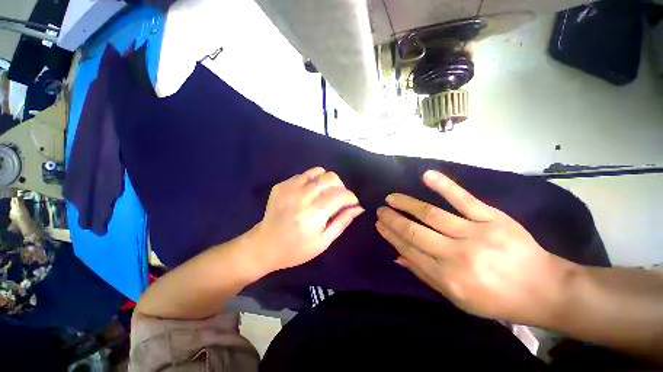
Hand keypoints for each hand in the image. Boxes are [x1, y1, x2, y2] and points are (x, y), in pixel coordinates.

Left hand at [249, 167, 363, 273]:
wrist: (264, 246)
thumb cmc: (296, 249)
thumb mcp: (323, 241)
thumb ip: (342, 222)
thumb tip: (358, 208)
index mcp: (313, 215)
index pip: (340, 195)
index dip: (351, 197)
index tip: (352, 203)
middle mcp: (301, 198)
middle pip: (330, 178)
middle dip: (340, 186)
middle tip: (338, 198)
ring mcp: (289, 189)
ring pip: (318, 171)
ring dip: (326, 181)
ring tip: (324, 194)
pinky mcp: (281, 185)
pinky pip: (303, 175)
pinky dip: (312, 181)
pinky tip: (309, 194)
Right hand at [375, 170, 574, 324]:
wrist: (544, 289)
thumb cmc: (497, 299)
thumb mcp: (458, 298)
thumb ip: (425, 275)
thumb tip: (398, 256)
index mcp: (448, 278)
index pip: (409, 250)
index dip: (391, 235)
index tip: (379, 225)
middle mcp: (457, 255)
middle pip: (415, 232)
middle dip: (393, 219)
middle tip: (380, 210)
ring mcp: (475, 234)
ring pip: (431, 214)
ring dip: (407, 204)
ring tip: (391, 198)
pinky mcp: (492, 218)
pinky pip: (463, 199)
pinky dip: (444, 186)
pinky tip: (427, 175)